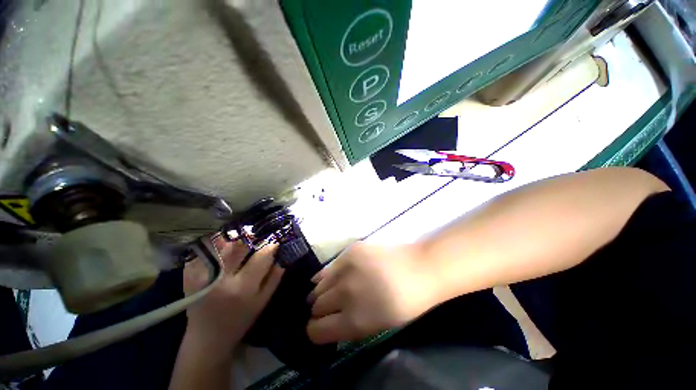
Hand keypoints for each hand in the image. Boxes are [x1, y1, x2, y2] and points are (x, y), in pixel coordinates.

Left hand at [183, 239, 283, 349]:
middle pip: (239, 246)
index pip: (261, 256)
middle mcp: (221, 279)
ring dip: (234, 240)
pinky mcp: (189, 275)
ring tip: (240, 243)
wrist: (207, 338)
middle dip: (251, 239)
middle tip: (256, 239)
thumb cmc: (240, 320)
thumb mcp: (263, 301)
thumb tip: (281, 256)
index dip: (270, 246)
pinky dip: (215, 246)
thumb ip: (274, 278)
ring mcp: (201, 276)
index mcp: (243, 287)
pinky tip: (222, 250)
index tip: (274, 241)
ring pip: (221, 245)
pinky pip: (204, 251)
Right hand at [306, 242, 441, 343]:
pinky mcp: (350, 252)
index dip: (315, 331)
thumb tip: (331, 321)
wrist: (419, 269)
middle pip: (316, 306)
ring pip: (319, 285)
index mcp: (354, 320)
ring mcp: (347, 269)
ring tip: (326, 293)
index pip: (317, 331)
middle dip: (318, 311)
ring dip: (320, 293)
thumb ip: (350, 325)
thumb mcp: (378, 325)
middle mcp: (345, 294)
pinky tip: (326, 277)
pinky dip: (325, 275)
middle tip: (324, 309)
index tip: (318, 328)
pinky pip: (328, 266)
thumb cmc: (405, 304)